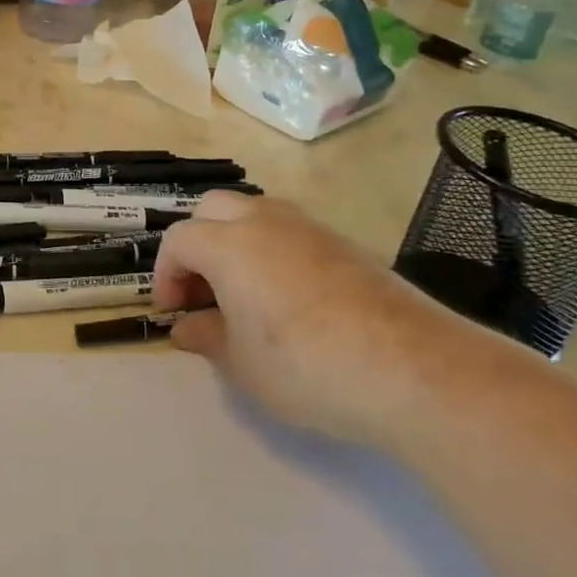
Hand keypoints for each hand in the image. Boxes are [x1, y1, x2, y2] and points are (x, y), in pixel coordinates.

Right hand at [155, 193, 490, 446]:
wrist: (410, 367)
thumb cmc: (306, 366)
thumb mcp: (242, 364)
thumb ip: (206, 338)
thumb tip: (186, 326)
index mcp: (228, 244)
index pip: (179, 240)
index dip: (166, 273)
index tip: (172, 311)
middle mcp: (264, 221)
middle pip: (213, 209)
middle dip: (197, 243)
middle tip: (202, 290)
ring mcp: (309, 227)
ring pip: (255, 212)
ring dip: (235, 240)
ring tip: (243, 290)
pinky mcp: (345, 243)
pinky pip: (292, 231)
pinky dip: (273, 250)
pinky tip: (289, 296)